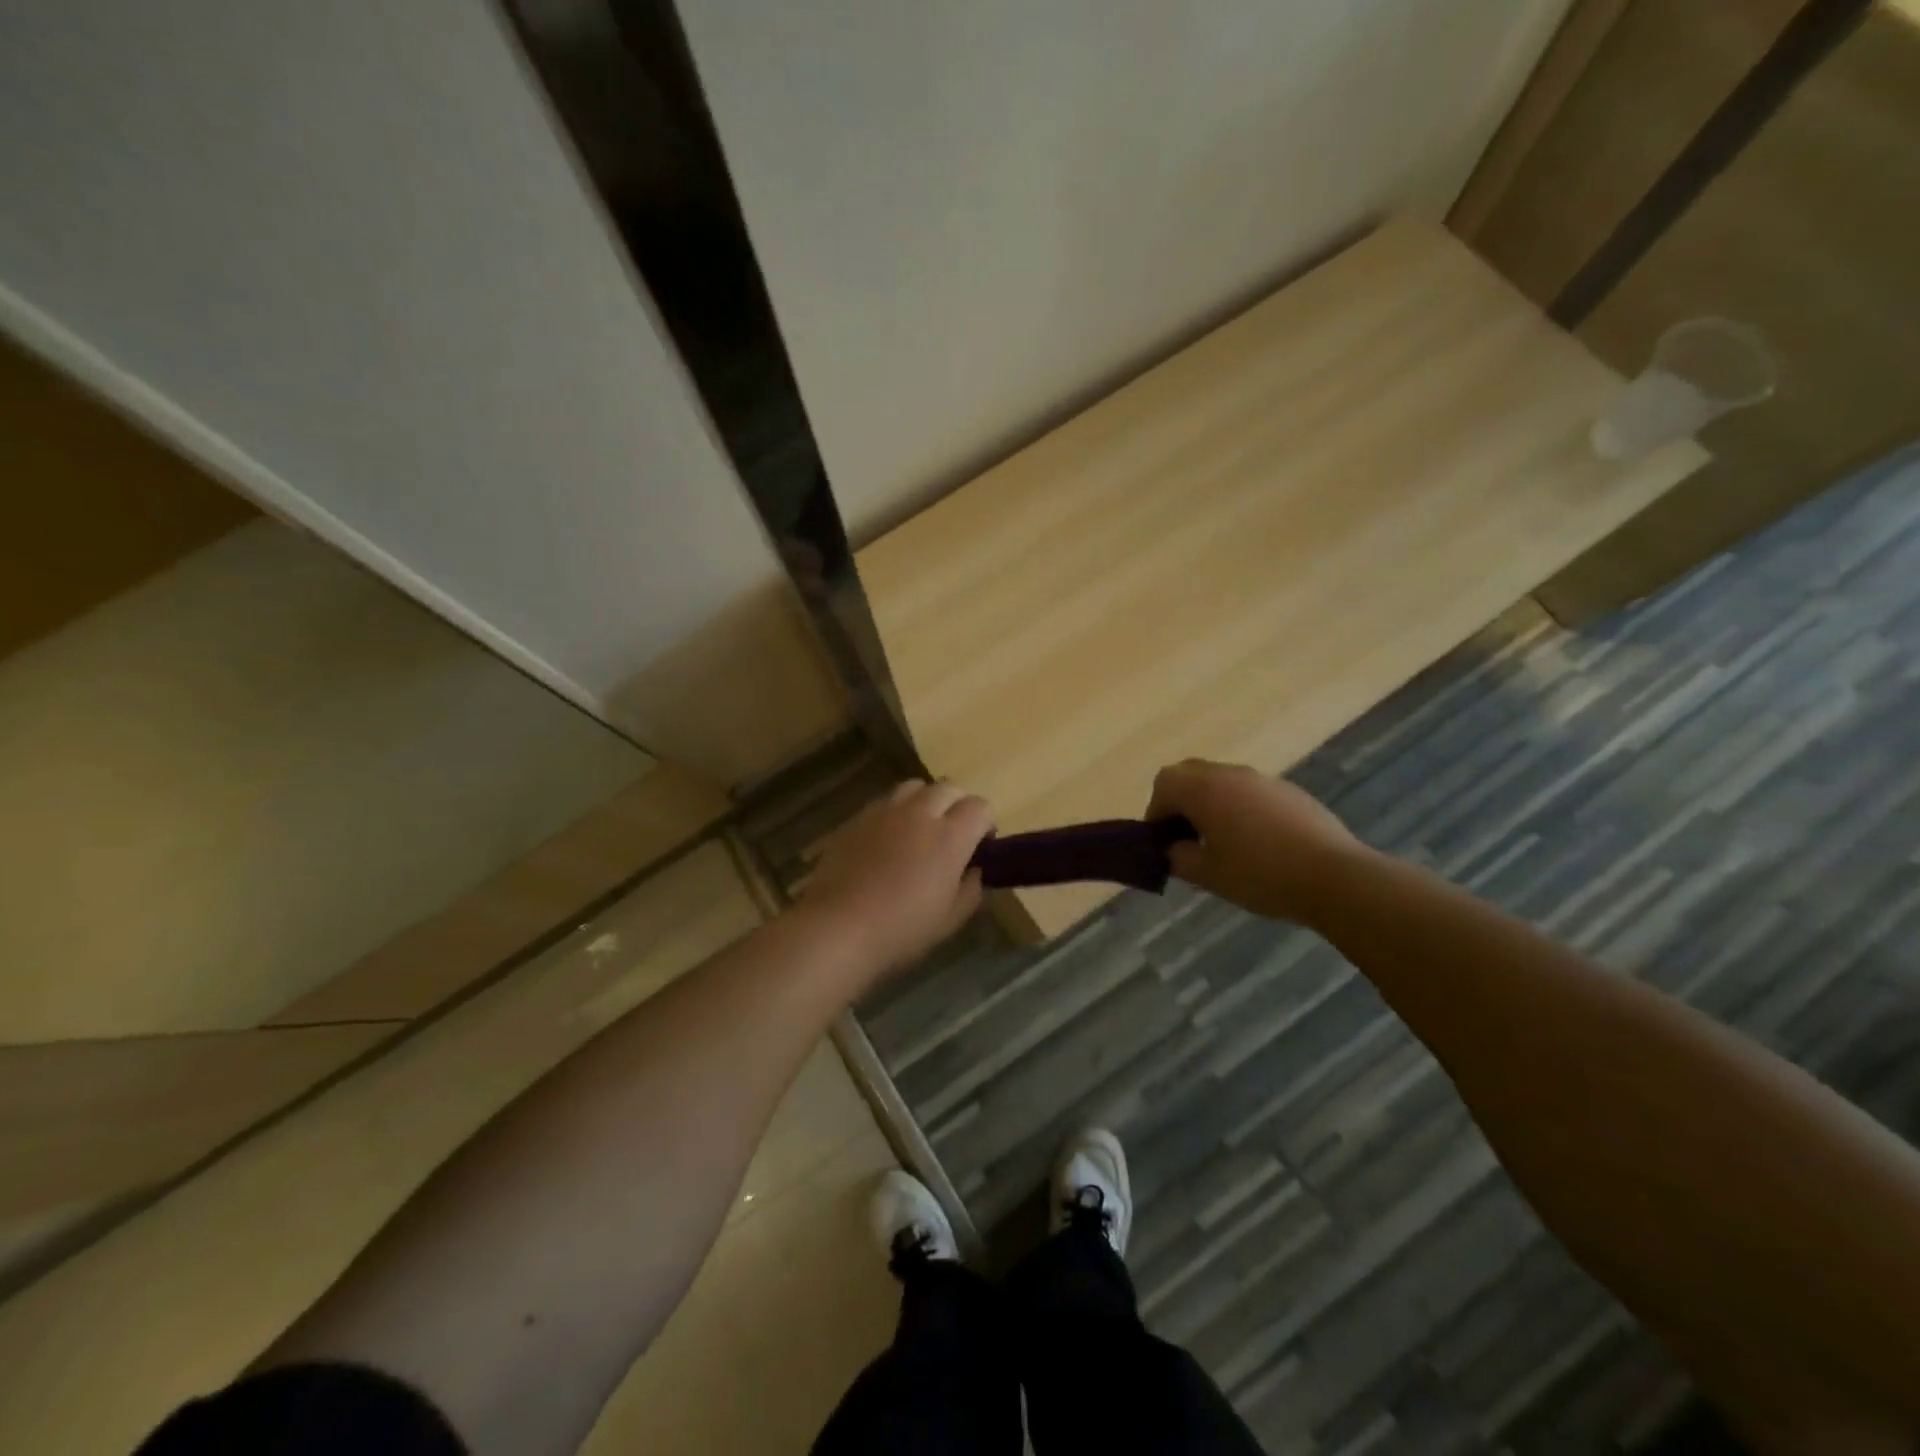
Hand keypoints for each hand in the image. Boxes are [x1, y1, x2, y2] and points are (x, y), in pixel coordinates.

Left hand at [800, 780, 993, 980]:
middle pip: (949, 788)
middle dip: (958, 805)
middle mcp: (920, 813)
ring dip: (926, 801)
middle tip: (953, 835)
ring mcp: (885, 811)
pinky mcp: (857, 818)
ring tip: (920, 829)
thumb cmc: (901, 930)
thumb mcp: (951, 919)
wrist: (837, 928)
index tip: (981, 846)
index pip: (980, 806)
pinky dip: (896, 812)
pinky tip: (888, 840)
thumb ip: (971, 889)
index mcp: (950, 836)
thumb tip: (973, 870)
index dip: (985, 823)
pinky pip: (885, 802)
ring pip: (915, 787)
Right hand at [1147, 759, 1365, 924]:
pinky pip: (1250, 791)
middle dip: (1180, 801)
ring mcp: (1263, 780)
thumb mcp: (1207, 875)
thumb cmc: (1260, 875)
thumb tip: (1172, 849)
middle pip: (1190, 774)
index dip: (1156, 812)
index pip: (1164, 784)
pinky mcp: (1289, 792)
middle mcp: (1230, 774)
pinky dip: (1240, 808)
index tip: (1164, 842)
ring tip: (1222, 843)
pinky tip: (1256, 843)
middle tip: (1187, 837)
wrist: (1334, 877)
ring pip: (1222, 781)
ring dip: (1211, 803)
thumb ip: (1178, 858)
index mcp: (1204, 789)